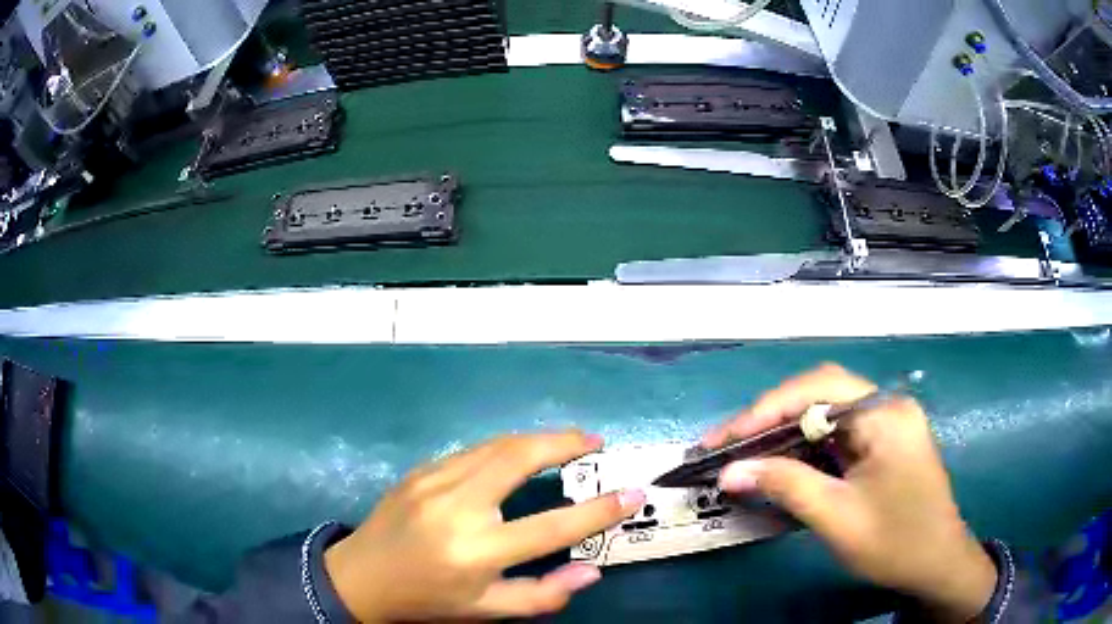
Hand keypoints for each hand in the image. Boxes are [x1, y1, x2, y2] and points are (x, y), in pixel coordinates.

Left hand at [323, 430, 645, 621]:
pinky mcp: (420, 471)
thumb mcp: (487, 611)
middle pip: (519, 458)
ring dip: (536, 439)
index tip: (631, 493)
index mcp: (476, 552)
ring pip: (496, 445)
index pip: (552, 528)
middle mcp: (456, 508)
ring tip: (567, 441)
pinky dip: (504, 447)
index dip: (598, 511)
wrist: (361, 578)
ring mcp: (433, 482)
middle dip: (564, 442)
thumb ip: (543, 595)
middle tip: (594, 441)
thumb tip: (592, 571)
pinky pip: (471, 452)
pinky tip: (517, 455)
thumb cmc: (428, 599)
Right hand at [703, 364, 995, 621]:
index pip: (818, 389)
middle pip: (820, 393)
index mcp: (885, 415)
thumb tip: (731, 472)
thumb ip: (786, 486)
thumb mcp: (838, 518)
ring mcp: (887, 422)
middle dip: (770, 417)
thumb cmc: (896, 543)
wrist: (937, 564)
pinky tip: (782, 463)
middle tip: (727, 444)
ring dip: (784, 431)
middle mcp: (887, 406)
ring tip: (744, 452)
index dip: (765, 410)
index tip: (724, 439)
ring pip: (826, 412)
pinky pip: (837, 433)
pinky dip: (804, 446)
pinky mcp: (883, 441)